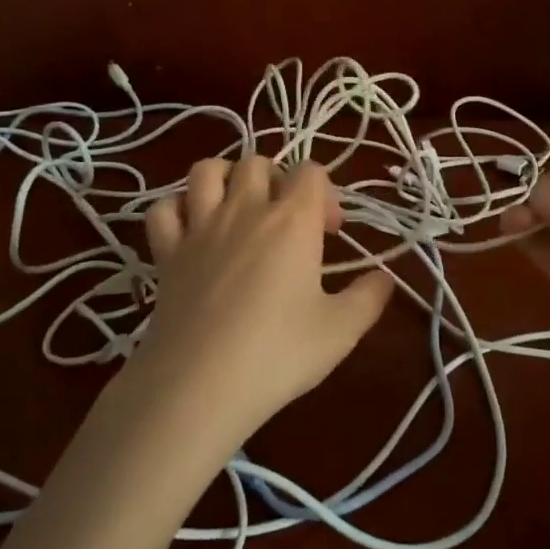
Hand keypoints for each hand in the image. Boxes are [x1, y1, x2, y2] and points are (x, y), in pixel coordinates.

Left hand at [122, 156, 394, 458]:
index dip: (326, 194)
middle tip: (287, 222)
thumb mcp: (341, 331)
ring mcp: (199, 227)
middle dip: (277, 180)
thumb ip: (369, 297)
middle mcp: (245, 210)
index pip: (311, 171)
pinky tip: (191, 231)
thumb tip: (386, 278)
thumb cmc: (277, 354)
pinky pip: (163, 208)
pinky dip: (177, 209)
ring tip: (239, 209)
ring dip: (226, 179)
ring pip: (207, 170)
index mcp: (292, 220)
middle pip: (259, 162)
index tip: (329, 233)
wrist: (199, 386)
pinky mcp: (166, 252)